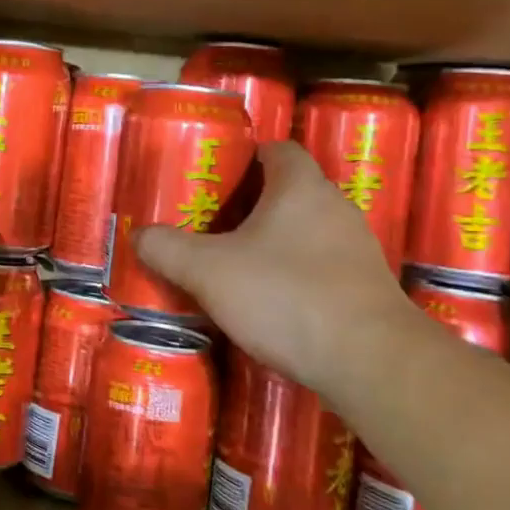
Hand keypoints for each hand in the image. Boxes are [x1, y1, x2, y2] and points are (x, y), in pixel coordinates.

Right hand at [135, 141, 419, 396]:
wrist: (370, 360)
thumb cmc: (285, 296)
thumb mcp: (208, 271)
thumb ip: (167, 249)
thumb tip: (139, 235)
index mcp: (300, 187)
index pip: (277, 149)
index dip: (244, 156)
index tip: (213, 177)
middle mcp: (335, 207)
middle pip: (289, 190)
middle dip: (250, 204)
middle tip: (210, 224)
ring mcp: (356, 249)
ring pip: (305, 231)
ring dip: (273, 242)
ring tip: (234, 265)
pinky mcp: (366, 288)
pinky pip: (321, 266)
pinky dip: (294, 274)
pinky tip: (270, 302)